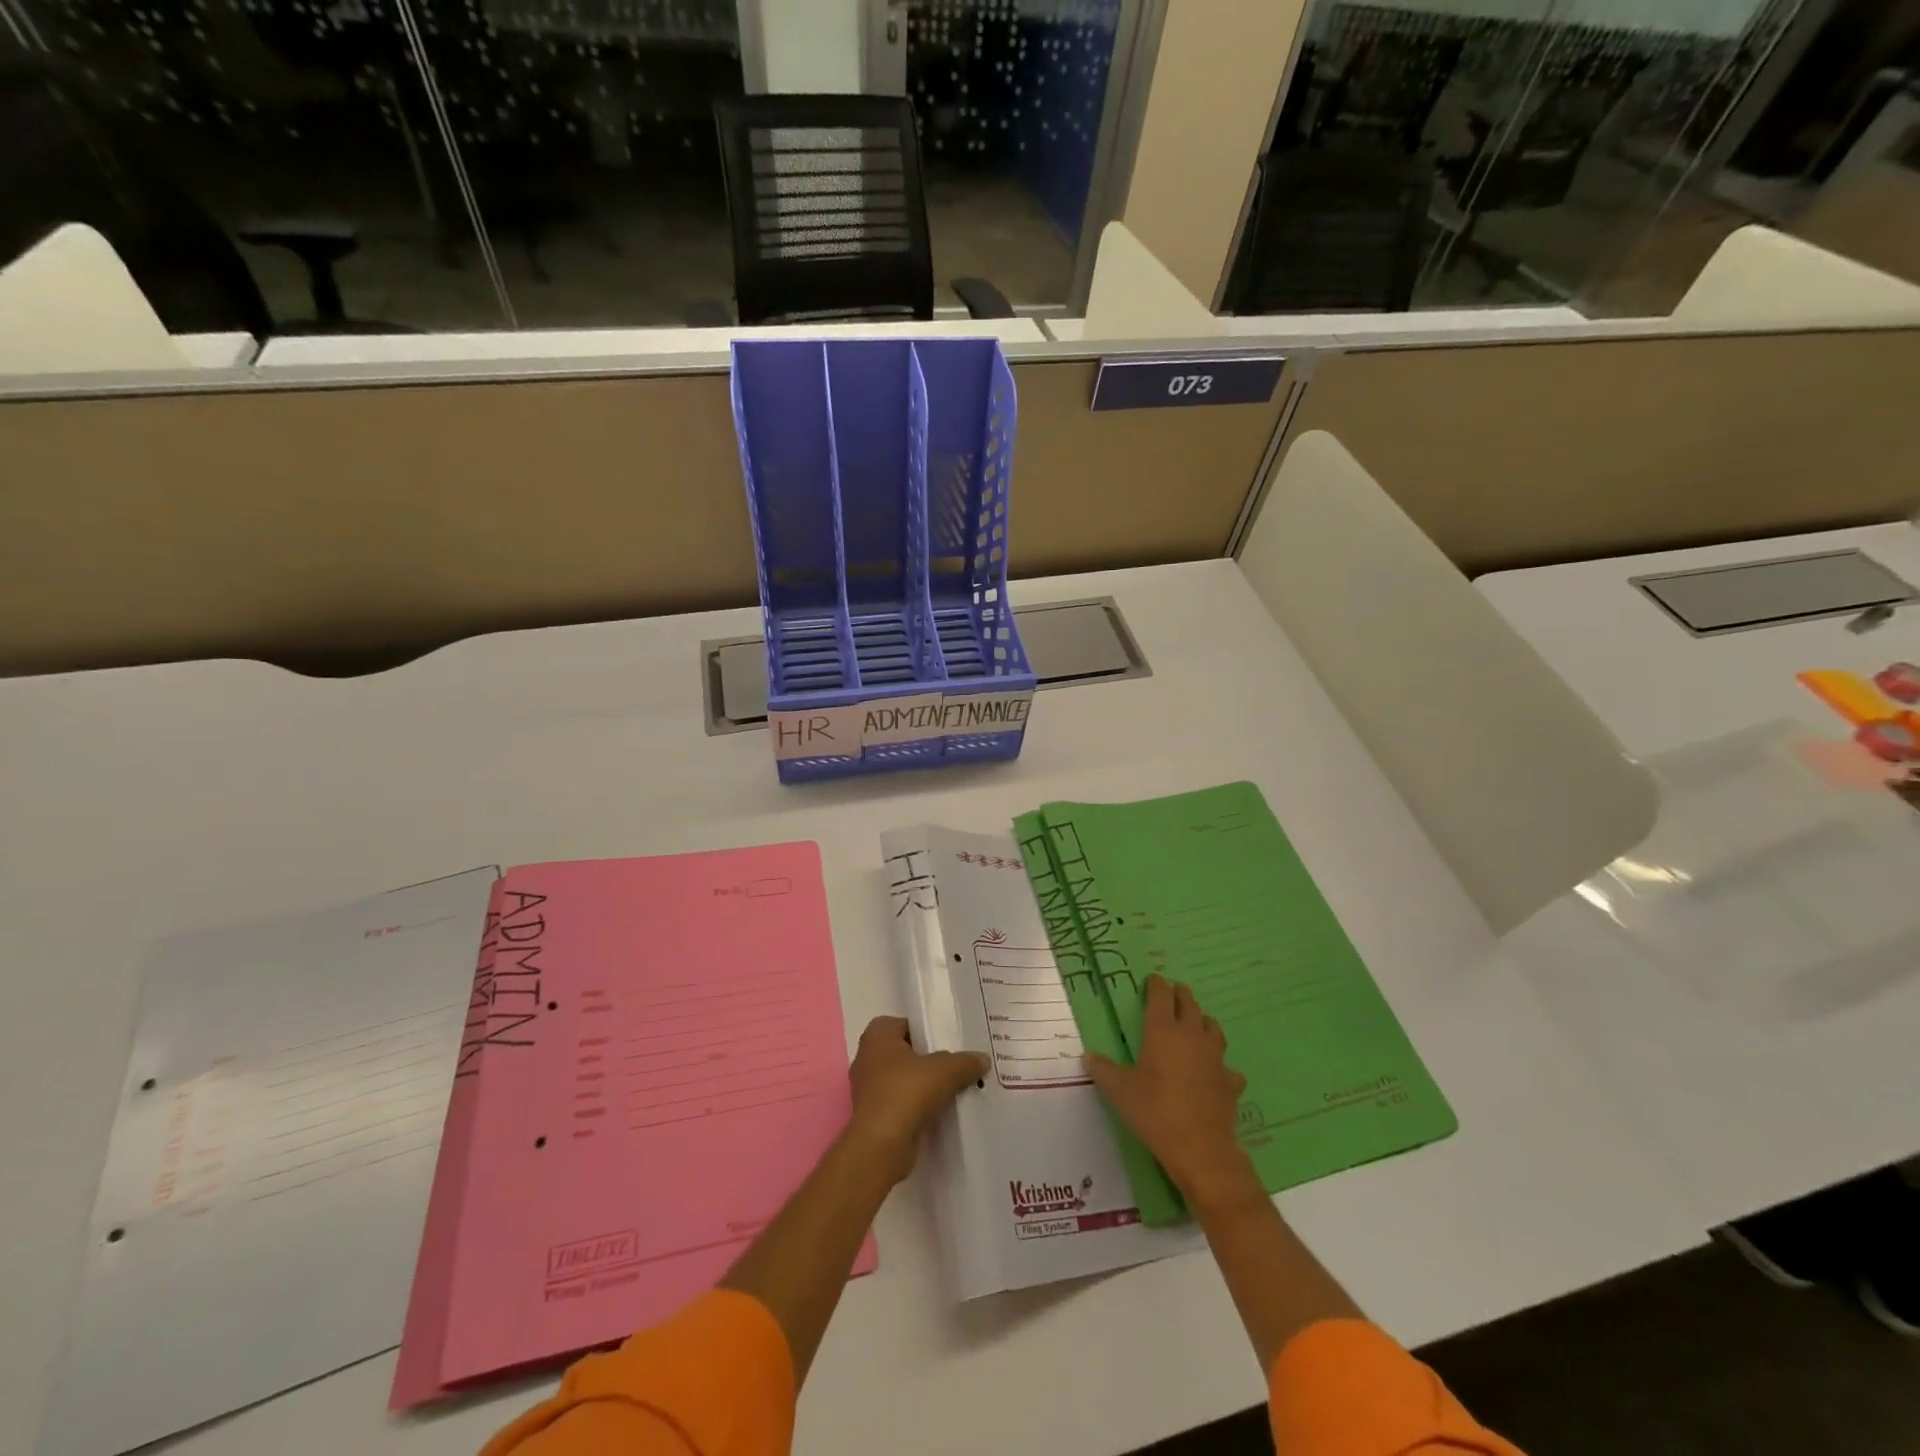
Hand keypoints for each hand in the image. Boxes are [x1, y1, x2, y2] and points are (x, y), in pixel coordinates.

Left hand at [846, 1016, 987, 1184]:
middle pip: (903, 1052)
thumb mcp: (945, 1071)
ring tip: (951, 1089)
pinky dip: (915, 1106)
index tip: (946, 1040)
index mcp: (877, 1036)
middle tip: (953, 1064)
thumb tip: (982, 1059)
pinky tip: (939, 1112)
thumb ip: (965, 1062)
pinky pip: (899, 1103)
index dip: (924, 1029)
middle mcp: (867, 1058)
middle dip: (926, 1058)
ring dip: (921, 1085)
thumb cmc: (907, 1093)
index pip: (902, 1023)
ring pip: (901, 1079)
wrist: (881, 1146)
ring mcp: (867, 1089)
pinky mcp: (873, 1116)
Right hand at [1085, 975, 1260, 1214]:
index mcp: (1162, 1031)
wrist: (1200, 1147)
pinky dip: (1219, 1064)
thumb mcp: (1119, 1091)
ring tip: (1194, 1025)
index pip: (1161, 995)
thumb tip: (1088, 1056)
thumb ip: (1102, 1070)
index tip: (1152, 980)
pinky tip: (1214, 1073)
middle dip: (1180, 995)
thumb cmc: (1154, 1111)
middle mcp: (1191, 1036)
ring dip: (1202, 1021)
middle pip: (1189, 1003)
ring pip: (1212, 1027)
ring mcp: (1215, 1057)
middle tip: (1172, 993)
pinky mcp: (1230, 1081)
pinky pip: (1227, 1065)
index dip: (1156, 984)